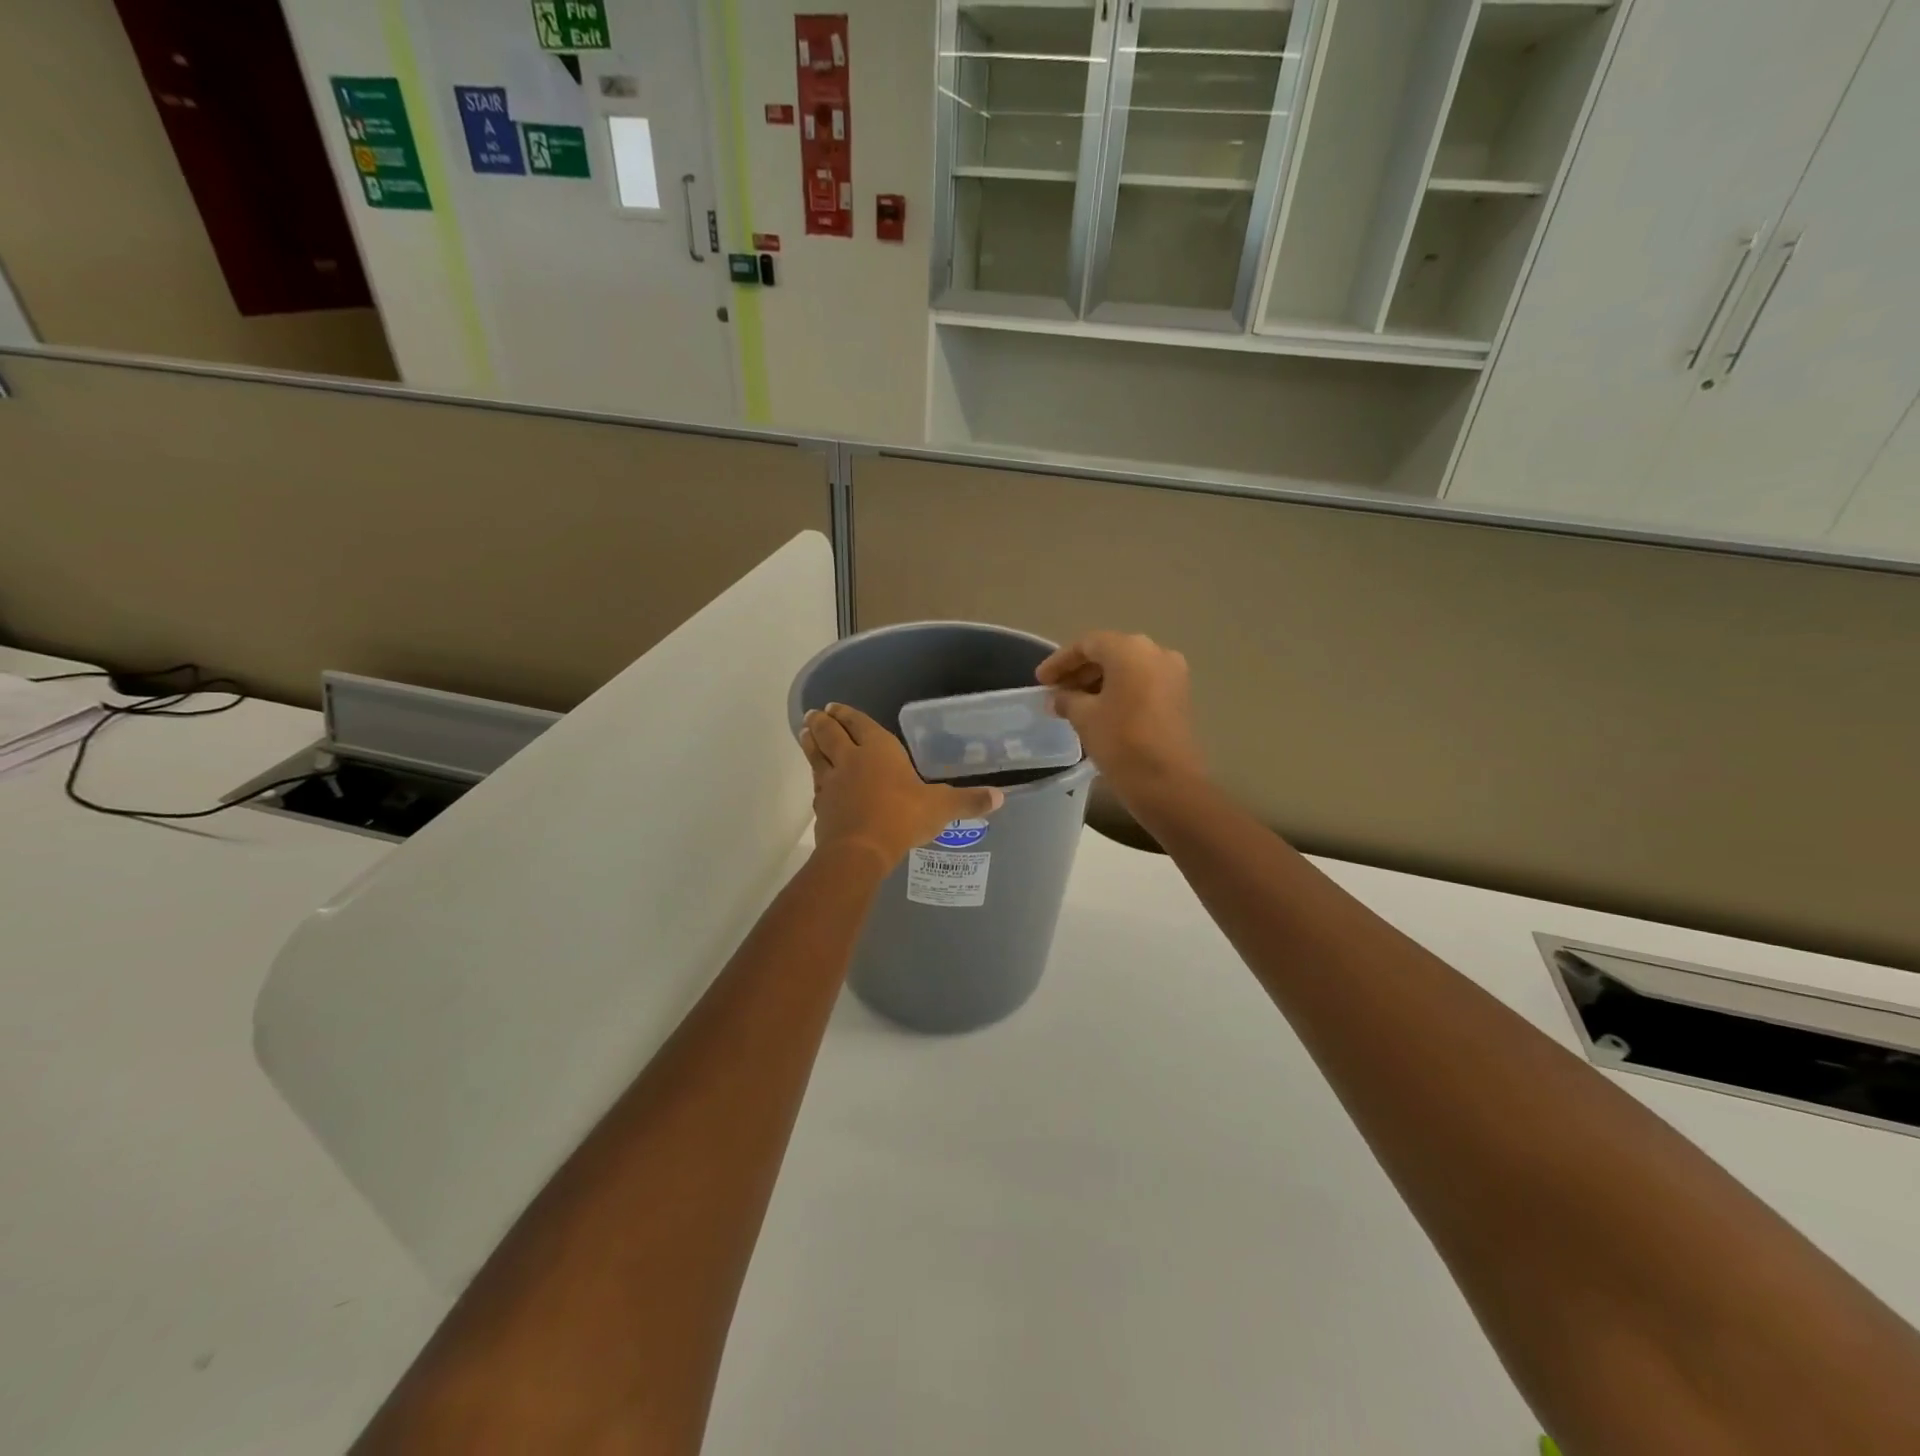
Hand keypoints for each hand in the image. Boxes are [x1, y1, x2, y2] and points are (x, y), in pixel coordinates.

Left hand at [799, 704, 1003, 870]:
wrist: (860, 849)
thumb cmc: (903, 817)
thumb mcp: (941, 808)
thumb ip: (968, 801)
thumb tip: (1000, 797)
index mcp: (879, 750)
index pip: (860, 724)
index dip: (849, 714)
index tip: (835, 706)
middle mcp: (851, 759)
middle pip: (831, 734)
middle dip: (823, 721)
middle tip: (816, 713)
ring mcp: (832, 782)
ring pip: (817, 755)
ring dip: (810, 742)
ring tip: (805, 732)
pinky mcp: (821, 805)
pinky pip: (816, 784)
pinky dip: (815, 777)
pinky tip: (817, 780)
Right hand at [1036, 632, 1204, 800]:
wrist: (1168, 783)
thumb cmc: (1121, 742)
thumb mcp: (1084, 717)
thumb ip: (1066, 700)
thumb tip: (1057, 697)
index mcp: (1130, 649)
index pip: (1087, 644)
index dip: (1060, 661)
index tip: (1040, 681)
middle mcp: (1155, 652)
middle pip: (1109, 653)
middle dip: (1079, 671)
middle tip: (1054, 692)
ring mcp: (1172, 674)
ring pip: (1126, 669)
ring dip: (1098, 682)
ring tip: (1072, 704)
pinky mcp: (1179, 696)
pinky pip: (1141, 683)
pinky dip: (1118, 691)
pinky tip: (1098, 711)